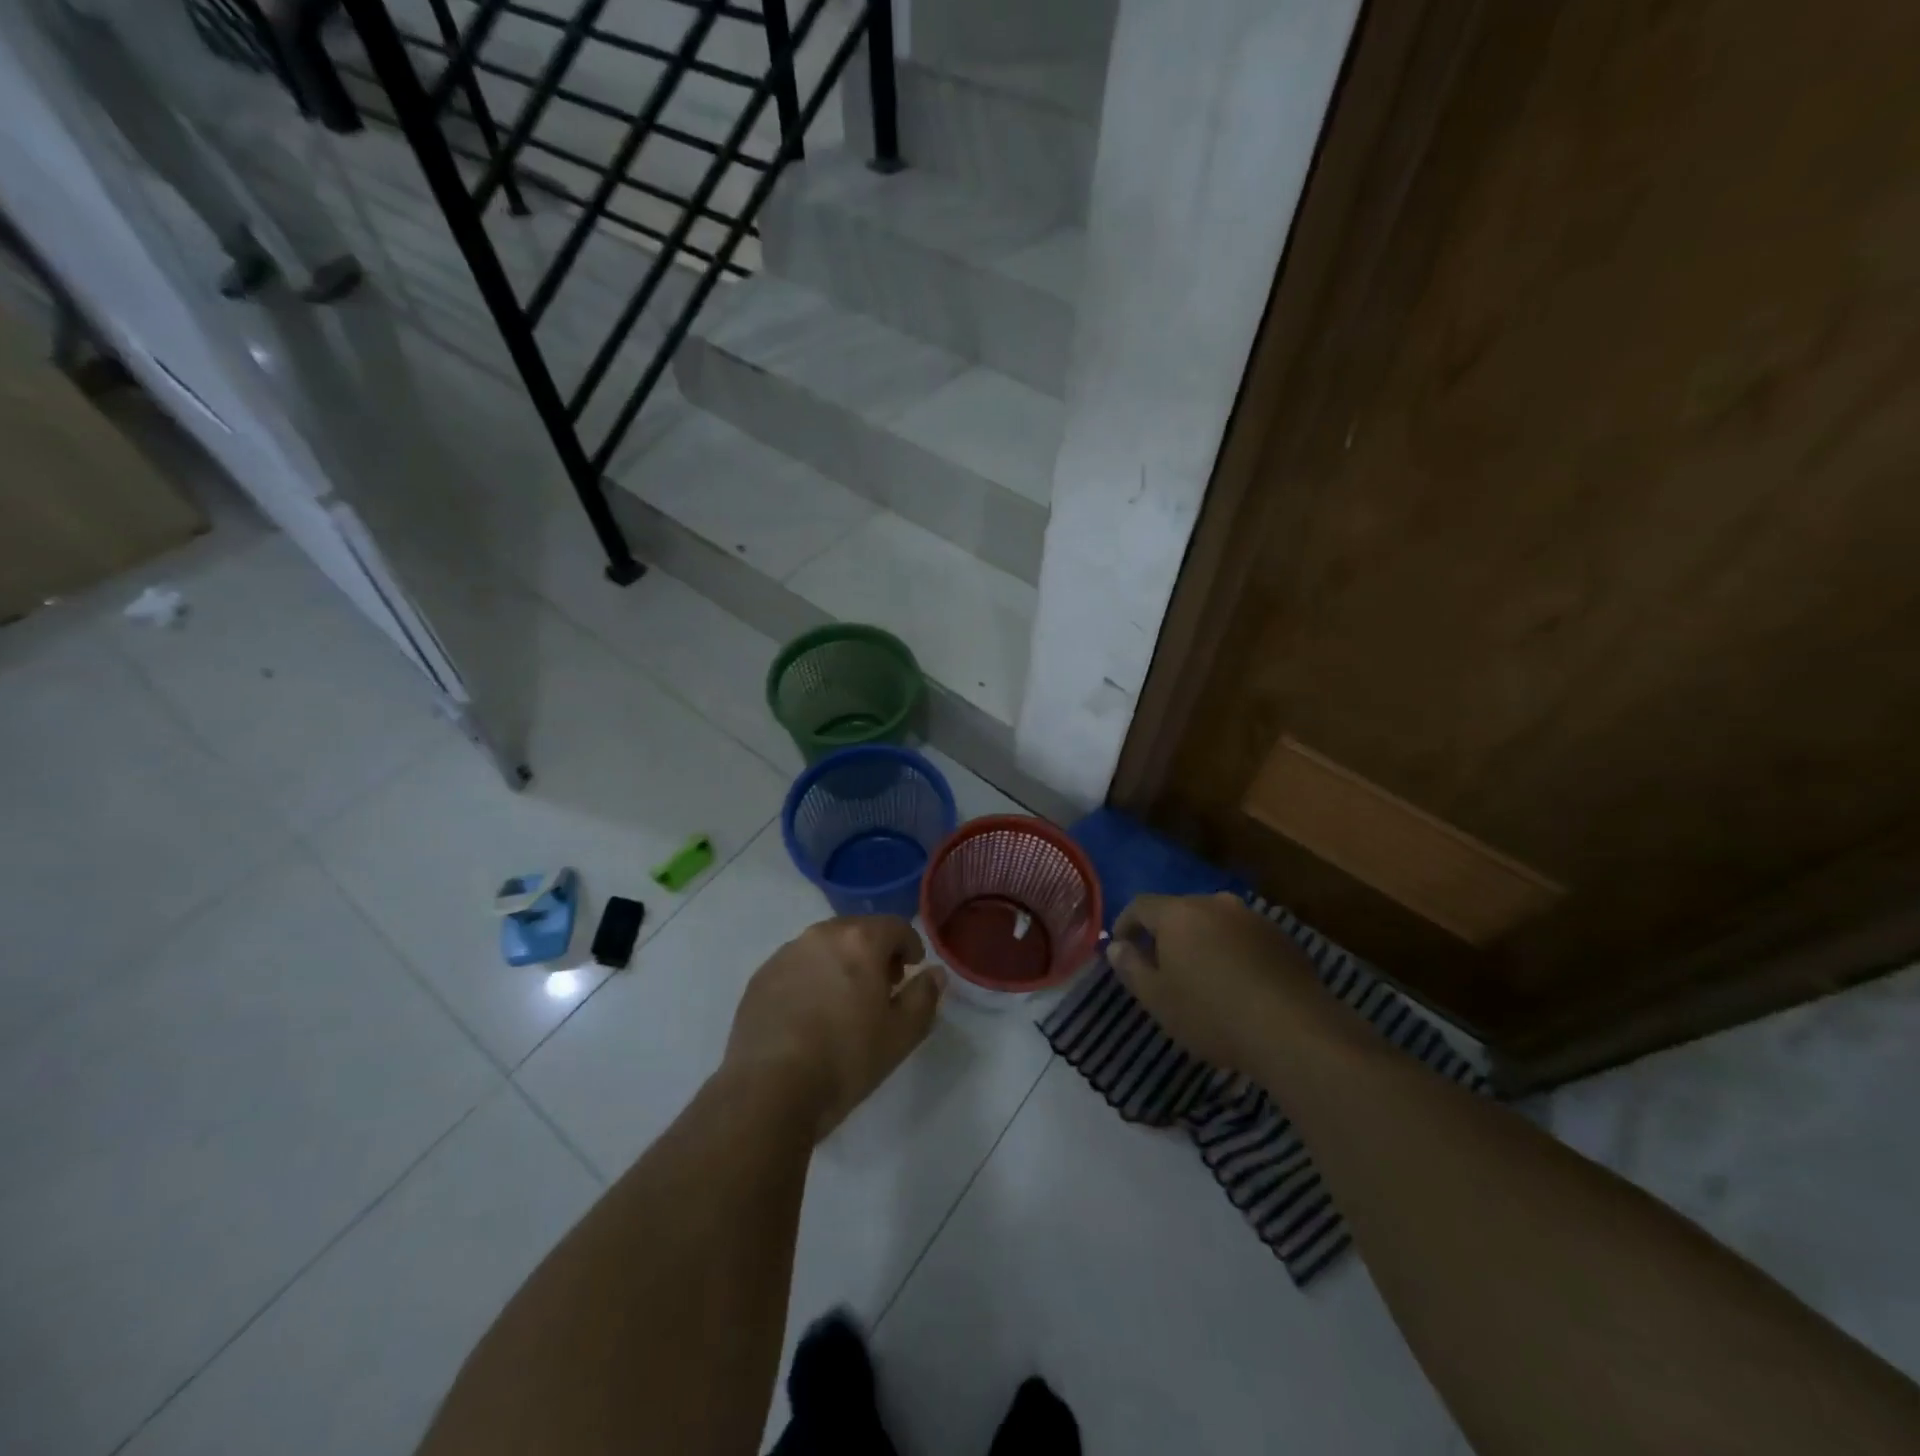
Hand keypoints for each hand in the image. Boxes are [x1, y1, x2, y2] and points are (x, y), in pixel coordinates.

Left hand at [724, 916, 943, 1138]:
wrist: (768, 1090)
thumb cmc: (845, 1059)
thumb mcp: (901, 1035)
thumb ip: (924, 997)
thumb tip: (934, 973)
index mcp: (859, 941)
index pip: (896, 926)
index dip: (910, 946)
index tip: (911, 972)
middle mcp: (820, 935)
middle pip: (858, 931)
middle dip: (875, 952)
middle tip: (881, 988)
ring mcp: (785, 954)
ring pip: (824, 947)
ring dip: (840, 964)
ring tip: (843, 1004)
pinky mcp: (760, 978)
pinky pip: (796, 967)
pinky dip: (810, 979)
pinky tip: (809, 1017)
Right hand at [1105, 892, 1330, 1072]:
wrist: (1295, 1031)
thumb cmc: (1212, 1014)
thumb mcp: (1157, 999)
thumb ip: (1130, 967)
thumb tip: (1116, 946)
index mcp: (1178, 913)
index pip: (1140, 905)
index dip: (1125, 923)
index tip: (1120, 946)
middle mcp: (1214, 904)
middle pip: (1179, 910)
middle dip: (1165, 933)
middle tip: (1160, 965)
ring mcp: (1252, 918)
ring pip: (1214, 922)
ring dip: (1201, 941)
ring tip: (1200, 975)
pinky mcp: (1282, 938)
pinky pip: (1243, 937)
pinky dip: (1231, 952)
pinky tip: (1236, 983)